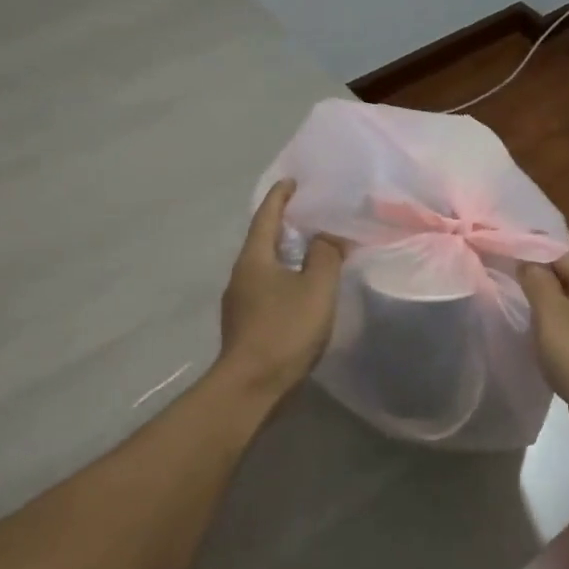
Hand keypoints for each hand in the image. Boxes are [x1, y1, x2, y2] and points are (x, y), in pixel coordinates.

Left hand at [216, 180, 344, 399]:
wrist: (252, 386)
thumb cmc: (284, 330)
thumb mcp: (316, 288)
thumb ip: (325, 255)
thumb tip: (327, 235)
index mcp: (254, 259)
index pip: (266, 216)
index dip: (280, 197)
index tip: (293, 181)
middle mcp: (241, 275)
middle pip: (264, 240)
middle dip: (286, 225)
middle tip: (313, 215)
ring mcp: (241, 302)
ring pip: (266, 267)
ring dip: (288, 254)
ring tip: (314, 250)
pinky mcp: (247, 324)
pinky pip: (269, 289)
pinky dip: (287, 279)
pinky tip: (304, 289)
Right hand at [518, 252, 568, 447]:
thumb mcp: (551, 313)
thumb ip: (536, 281)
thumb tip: (526, 261)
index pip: (558, 253)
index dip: (528, 253)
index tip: (498, 258)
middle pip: (564, 277)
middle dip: (534, 280)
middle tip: (500, 284)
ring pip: (567, 304)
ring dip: (543, 307)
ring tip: (512, 309)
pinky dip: (553, 329)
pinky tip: (534, 338)